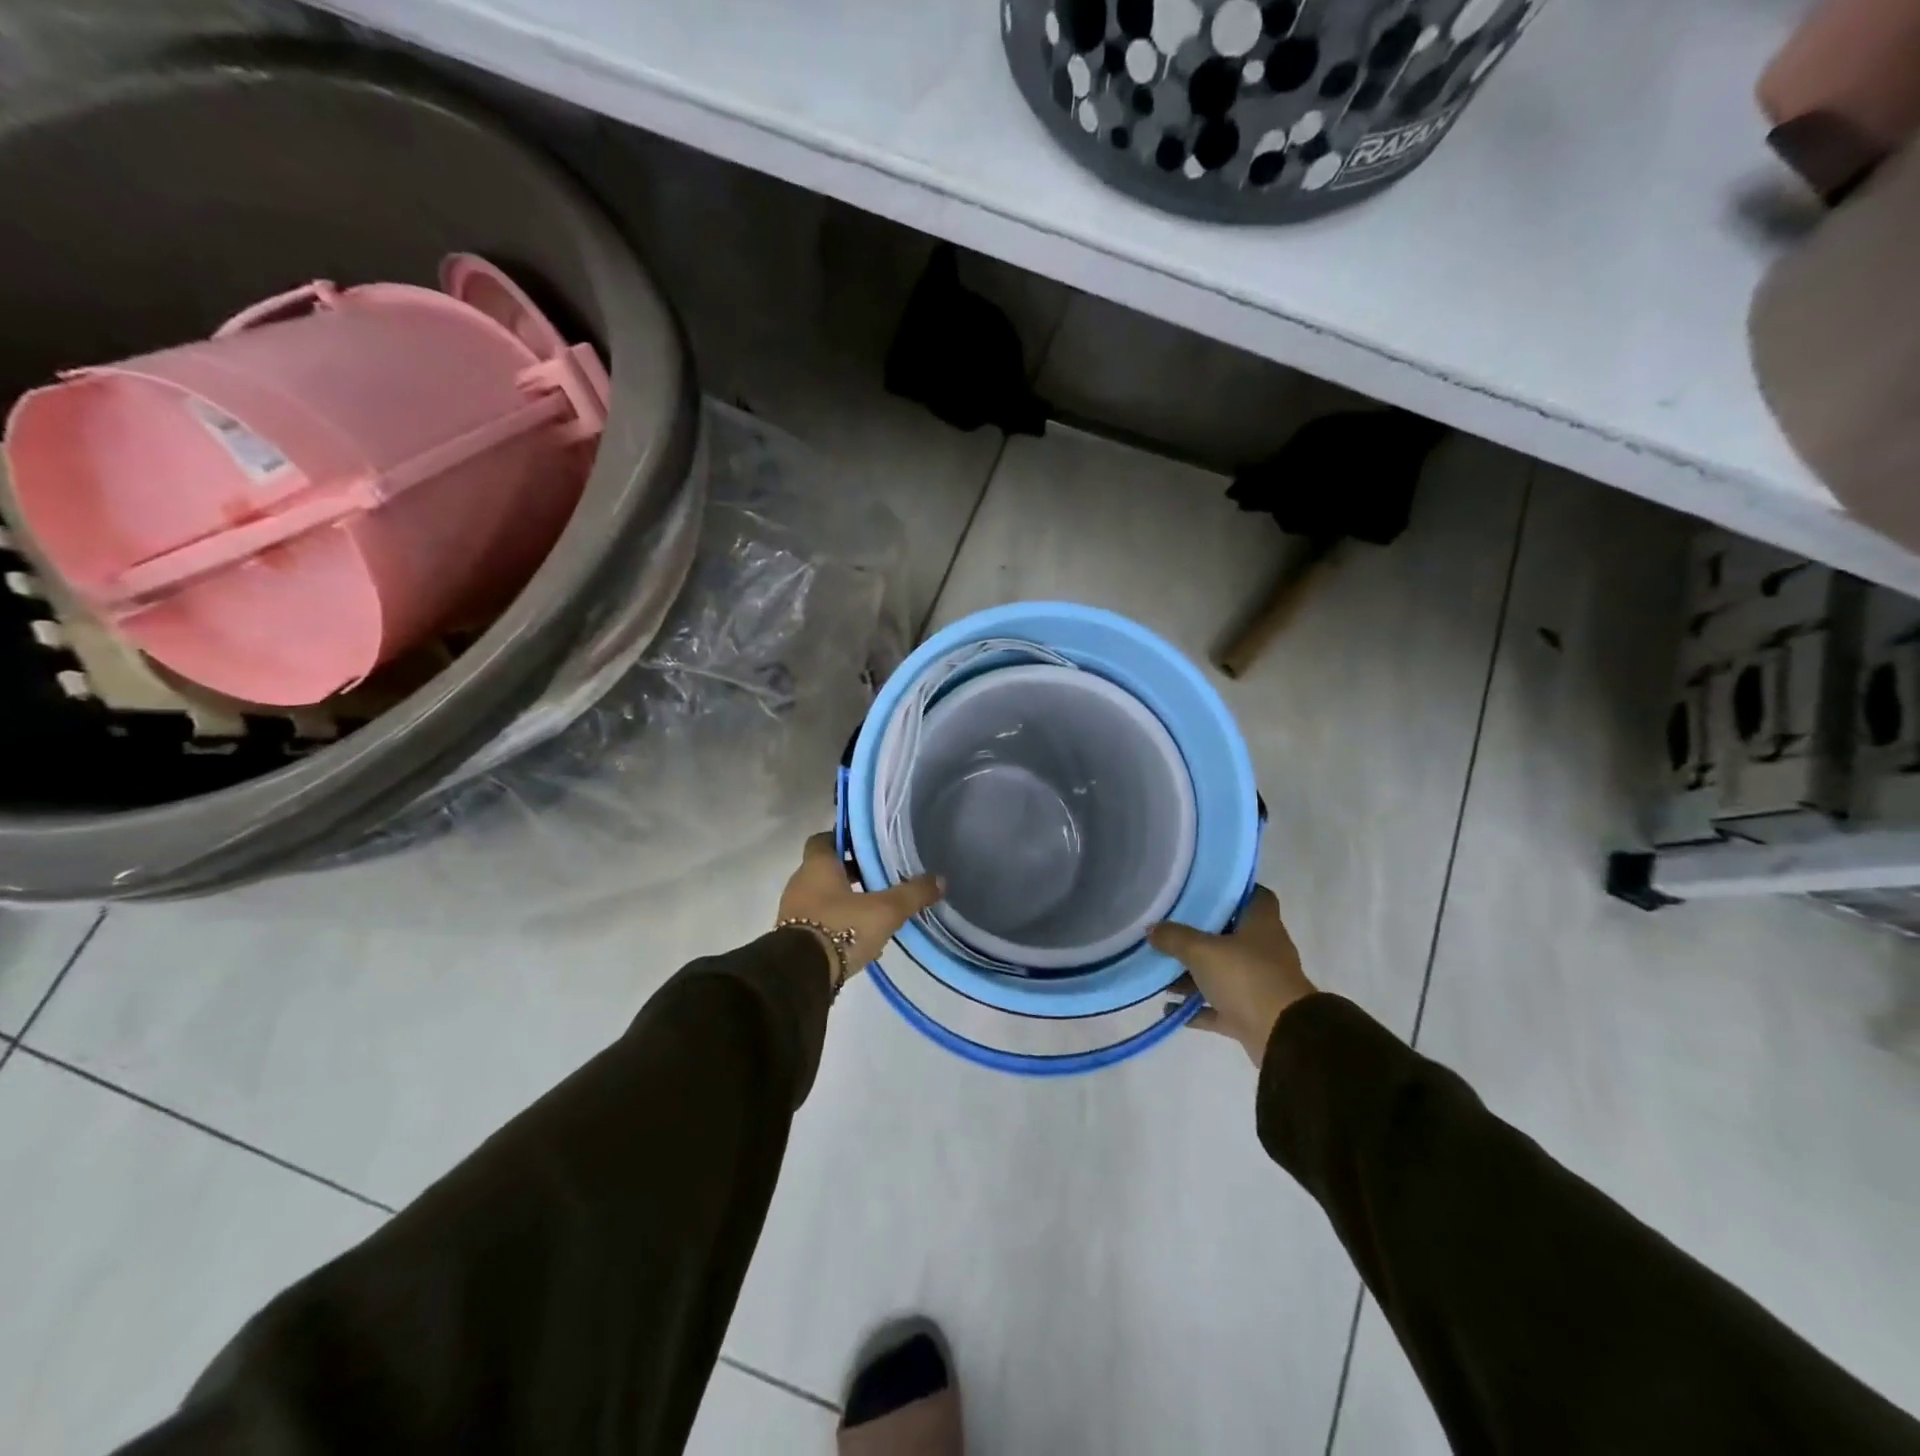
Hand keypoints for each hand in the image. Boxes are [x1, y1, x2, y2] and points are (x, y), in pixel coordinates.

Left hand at [778, 833, 942, 990]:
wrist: (801, 974)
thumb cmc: (841, 927)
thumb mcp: (885, 910)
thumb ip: (912, 894)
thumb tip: (940, 880)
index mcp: (817, 866)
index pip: (823, 839)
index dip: (844, 840)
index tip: (866, 846)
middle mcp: (800, 883)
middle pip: (826, 870)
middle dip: (850, 873)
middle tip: (878, 878)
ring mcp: (792, 912)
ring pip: (823, 897)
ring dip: (845, 901)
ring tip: (874, 912)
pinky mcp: (792, 938)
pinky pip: (818, 922)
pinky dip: (836, 925)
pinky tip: (860, 940)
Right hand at [1148, 887, 1316, 1066]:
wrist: (1282, 1037)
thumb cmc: (1246, 977)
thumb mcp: (1202, 951)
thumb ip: (1174, 937)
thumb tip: (1151, 928)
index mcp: (1261, 925)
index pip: (1255, 895)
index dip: (1233, 891)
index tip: (1204, 890)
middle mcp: (1264, 951)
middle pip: (1231, 935)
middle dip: (1200, 935)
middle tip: (1169, 929)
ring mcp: (1259, 984)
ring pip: (1222, 973)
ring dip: (1194, 975)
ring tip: (1161, 973)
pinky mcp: (1251, 1014)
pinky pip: (1218, 1007)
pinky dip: (1196, 1008)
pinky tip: (1168, 1007)